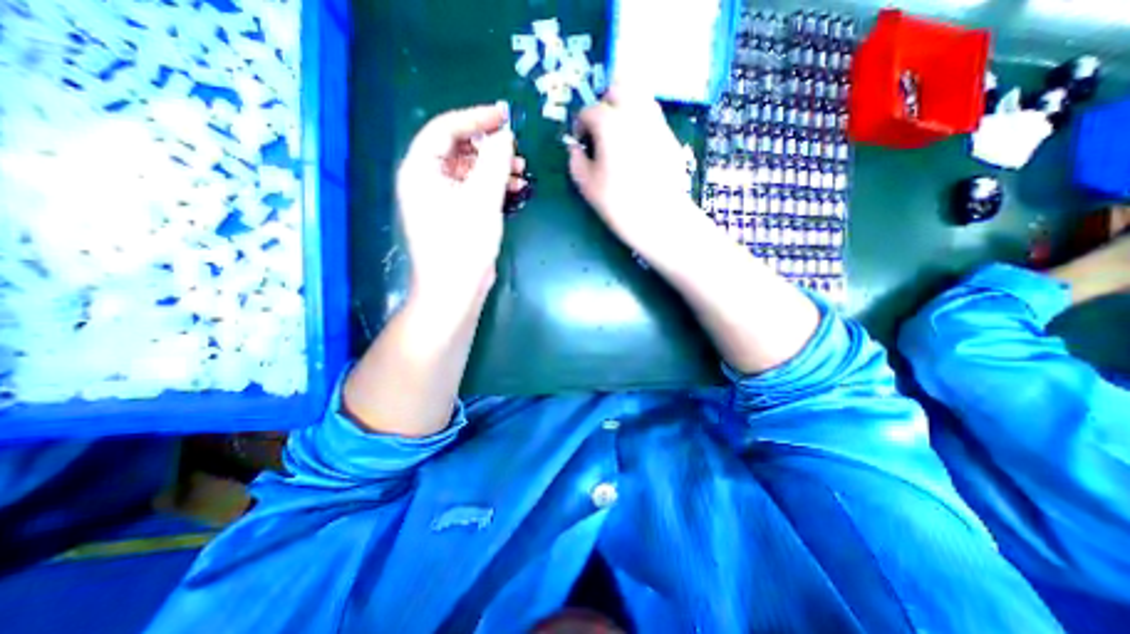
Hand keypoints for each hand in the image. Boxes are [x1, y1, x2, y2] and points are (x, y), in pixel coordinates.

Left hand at [398, 103, 528, 309]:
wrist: (454, 290)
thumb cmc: (464, 244)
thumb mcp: (483, 199)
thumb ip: (495, 162)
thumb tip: (505, 135)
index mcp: (421, 170)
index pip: (445, 129)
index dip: (475, 118)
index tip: (504, 116)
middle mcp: (425, 181)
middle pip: (457, 150)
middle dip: (488, 148)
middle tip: (516, 151)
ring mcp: (438, 200)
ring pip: (467, 171)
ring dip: (494, 169)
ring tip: (520, 173)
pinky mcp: (452, 216)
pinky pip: (471, 191)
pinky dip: (491, 188)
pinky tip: (512, 191)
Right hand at [571, 88, 692, 250]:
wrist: (660, 218)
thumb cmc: (618, 204)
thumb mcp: (586, 185)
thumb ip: (576, 160)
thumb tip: (576, 148)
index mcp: (610, 124)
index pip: (589, 110)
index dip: (581, 125)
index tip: (581, 142)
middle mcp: (635, 114)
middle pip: (618, 87)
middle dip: (605, 103)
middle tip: (600, 128)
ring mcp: (657, 123)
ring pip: (640, 96)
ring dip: (625, 107)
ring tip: (619, 134)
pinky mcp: (670, 137)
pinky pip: (653, 117)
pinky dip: (641, 122)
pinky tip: (638, 147)